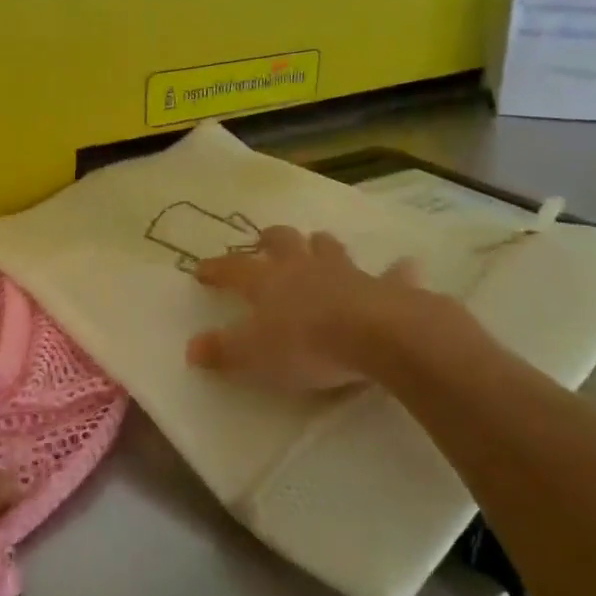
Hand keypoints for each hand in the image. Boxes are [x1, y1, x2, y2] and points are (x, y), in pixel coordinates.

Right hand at [187, 226, 447, 393]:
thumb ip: (223, 351)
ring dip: (322, 245)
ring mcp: (346, 272)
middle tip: (265, 239)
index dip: (217, 268)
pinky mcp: (386, 286)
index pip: (234, 269)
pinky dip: (397, 271)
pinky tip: (405, 267)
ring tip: (319, 243)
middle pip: (283, 242)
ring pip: (330, 248)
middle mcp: (304, 268)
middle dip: (272, 239)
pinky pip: (393, 274)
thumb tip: (191, 348)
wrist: (375, 335)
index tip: (202, 269)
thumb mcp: (254, 356)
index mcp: (268, 282)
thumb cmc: (306, 345)